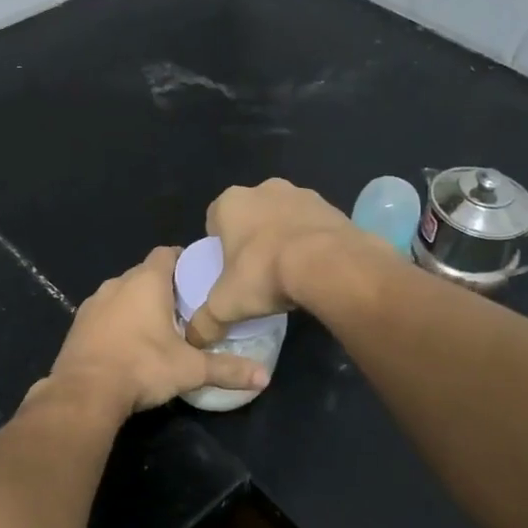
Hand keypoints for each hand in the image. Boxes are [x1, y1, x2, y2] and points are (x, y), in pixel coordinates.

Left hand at [44, 247, 270, 416]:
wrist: (84, 393)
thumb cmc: (142, 367)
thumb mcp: (191, 370)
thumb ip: (227, 369)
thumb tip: (264, 377)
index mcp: (146, 281)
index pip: (167, 253)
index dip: (183, 260)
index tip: (198, 277)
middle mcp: (117, 284)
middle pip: (145, 274)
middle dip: (163, 287)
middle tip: (185, 308)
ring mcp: (93, 303)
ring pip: (122, 294)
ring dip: (138, 305)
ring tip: (158, 328)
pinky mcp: (78, 325)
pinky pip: (104, 314)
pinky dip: (117, 322)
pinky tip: (128, 345)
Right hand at [185, 179, 379, 346]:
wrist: (328, 264)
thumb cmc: (264, 273)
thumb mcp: (225, 305)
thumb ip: (204, 322)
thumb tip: (195, 339)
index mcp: (231, 202)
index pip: (215, 219)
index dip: (219, 244)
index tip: (227, 269)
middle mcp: (265, 189)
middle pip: (251, 215)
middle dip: (253, 238)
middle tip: (257, 272)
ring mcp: (303, 194)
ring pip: (285, 217)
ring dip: (284, 237)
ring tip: (289, 272)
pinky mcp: (333, 207)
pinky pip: (314, 226)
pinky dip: (313, 242)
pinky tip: (315, 268)